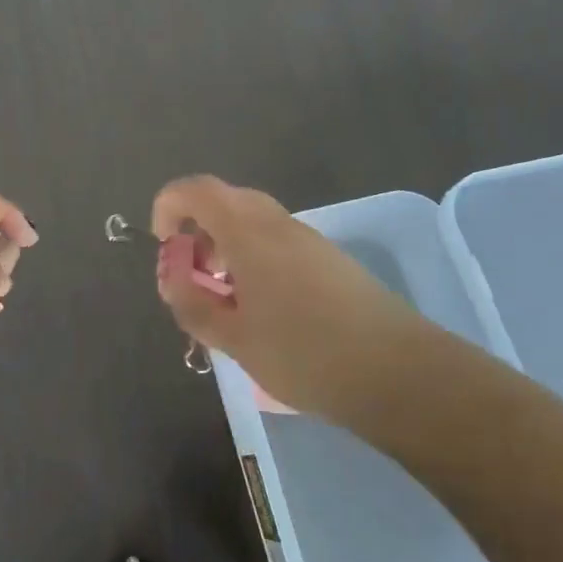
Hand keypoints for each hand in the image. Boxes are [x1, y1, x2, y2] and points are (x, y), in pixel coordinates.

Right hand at [151, 176, 422, 419]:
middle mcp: (276, 221)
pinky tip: (262, 308)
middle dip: (197, 232)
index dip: (168, 207)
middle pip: (224, 202)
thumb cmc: (304, 352)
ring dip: (226, 247)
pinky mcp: (328, 259)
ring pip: (252, 222)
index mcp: (247, 230)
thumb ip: (193, 303)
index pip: (195, 190)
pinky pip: (276, 241)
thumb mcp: (234, 336)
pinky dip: (254, 259)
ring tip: (224, 299)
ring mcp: (307, 238)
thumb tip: (172, 277)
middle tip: (193, 277)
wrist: (397, 371)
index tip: (165, 247)